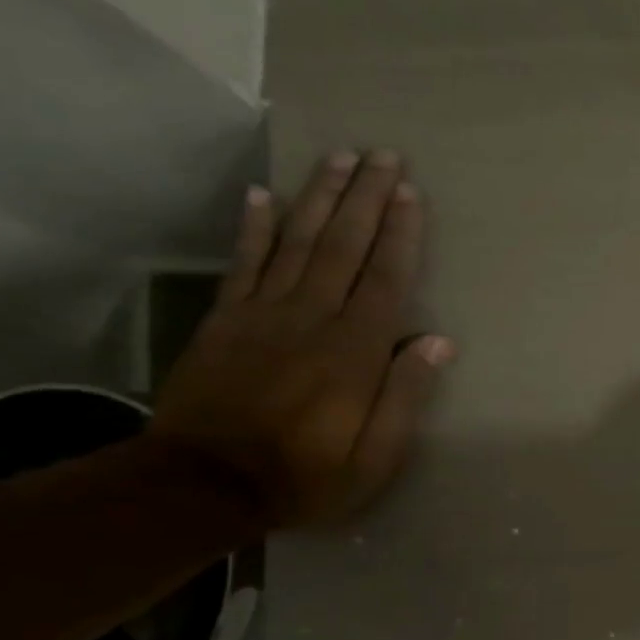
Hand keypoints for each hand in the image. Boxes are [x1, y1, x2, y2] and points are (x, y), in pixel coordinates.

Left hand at [152, 150, 452, 527]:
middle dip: (365, 197)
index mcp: (354, 352)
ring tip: (338, 157)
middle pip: (343, 246)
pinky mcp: (226, 320)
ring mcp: (263, 314)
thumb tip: (438, 341)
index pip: (385, 279)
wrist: (201, 486)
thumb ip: (406, 396)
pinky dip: (255, 226)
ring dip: (320, 197)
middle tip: (381, 154)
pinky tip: (263, 194)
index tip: (409, 192)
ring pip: (298, 242)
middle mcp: (312, 319)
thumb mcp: (375, 456)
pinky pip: (244, 262)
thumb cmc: (305, 476)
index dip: (400, 233)